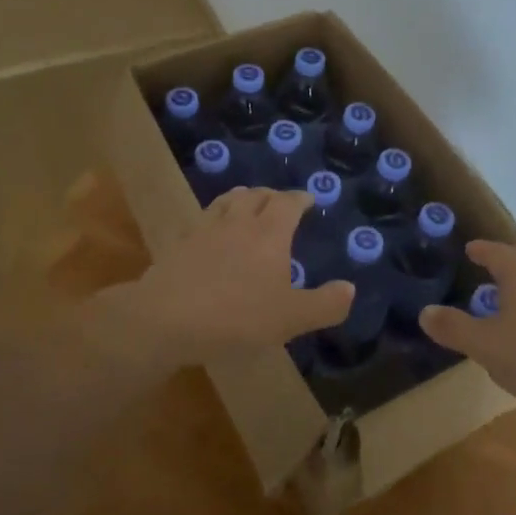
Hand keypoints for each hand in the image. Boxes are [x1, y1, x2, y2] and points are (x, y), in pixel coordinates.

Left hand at [98, 188, 353, 372]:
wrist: (165, 318)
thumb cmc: (236, 316)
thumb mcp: (290, 318)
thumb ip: (324, 304)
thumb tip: (350, 288)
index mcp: (270, 233)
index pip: (288, 202)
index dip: (300, 198)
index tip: (308, 200)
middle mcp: (239, 222)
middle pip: (257, 195)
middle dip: (272, 196)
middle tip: (281, 203)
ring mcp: (205, 229)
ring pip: (228, 201)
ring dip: (243, 199)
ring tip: (247, 206)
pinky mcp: (180, 244)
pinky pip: (202, 220)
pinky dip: (215, 219)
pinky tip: (212, 233)